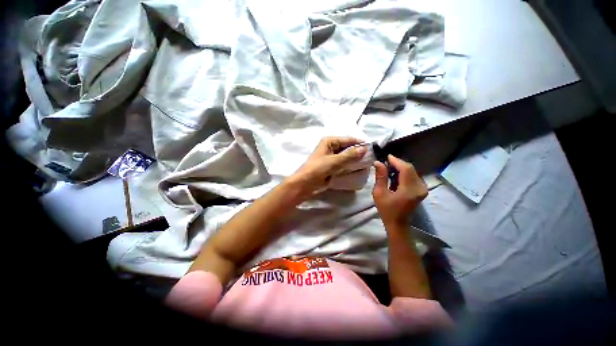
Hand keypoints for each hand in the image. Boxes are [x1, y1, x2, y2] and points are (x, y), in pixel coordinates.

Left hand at [287, 137, 366, 197]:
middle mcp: (331, 147)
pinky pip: (343, 163)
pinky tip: (358, 168)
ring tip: (367, 163)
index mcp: (329, 141)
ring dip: (355, 159)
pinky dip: (350, 165)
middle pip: (347, 147)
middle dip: (358, 152)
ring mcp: (331, 157)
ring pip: (346, 155)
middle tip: (371, 157)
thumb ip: (349, 155)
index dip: (359, 143)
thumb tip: (364, 149)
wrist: (305, 184)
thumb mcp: (334, 161)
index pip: (348, 139)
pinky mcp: (332, 165)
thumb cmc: (317, 169)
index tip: (372, 148)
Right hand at [372, 155, 427, 226]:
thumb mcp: (379, 193)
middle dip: (398, 163)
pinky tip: (395, 175)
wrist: (397, 223)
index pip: (406, 169)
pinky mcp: (422, 189)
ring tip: (389, 168)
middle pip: (410, 168)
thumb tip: (378, 162)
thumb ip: (381, 177)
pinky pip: (413, 176)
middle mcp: (420, 187)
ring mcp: (422, 189)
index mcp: (409, 189)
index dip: (396, 161)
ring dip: (401, 168)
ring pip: (412, 171)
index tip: (386, 156)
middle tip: (386, 162)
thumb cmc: (386, 209)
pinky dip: (404, 173)